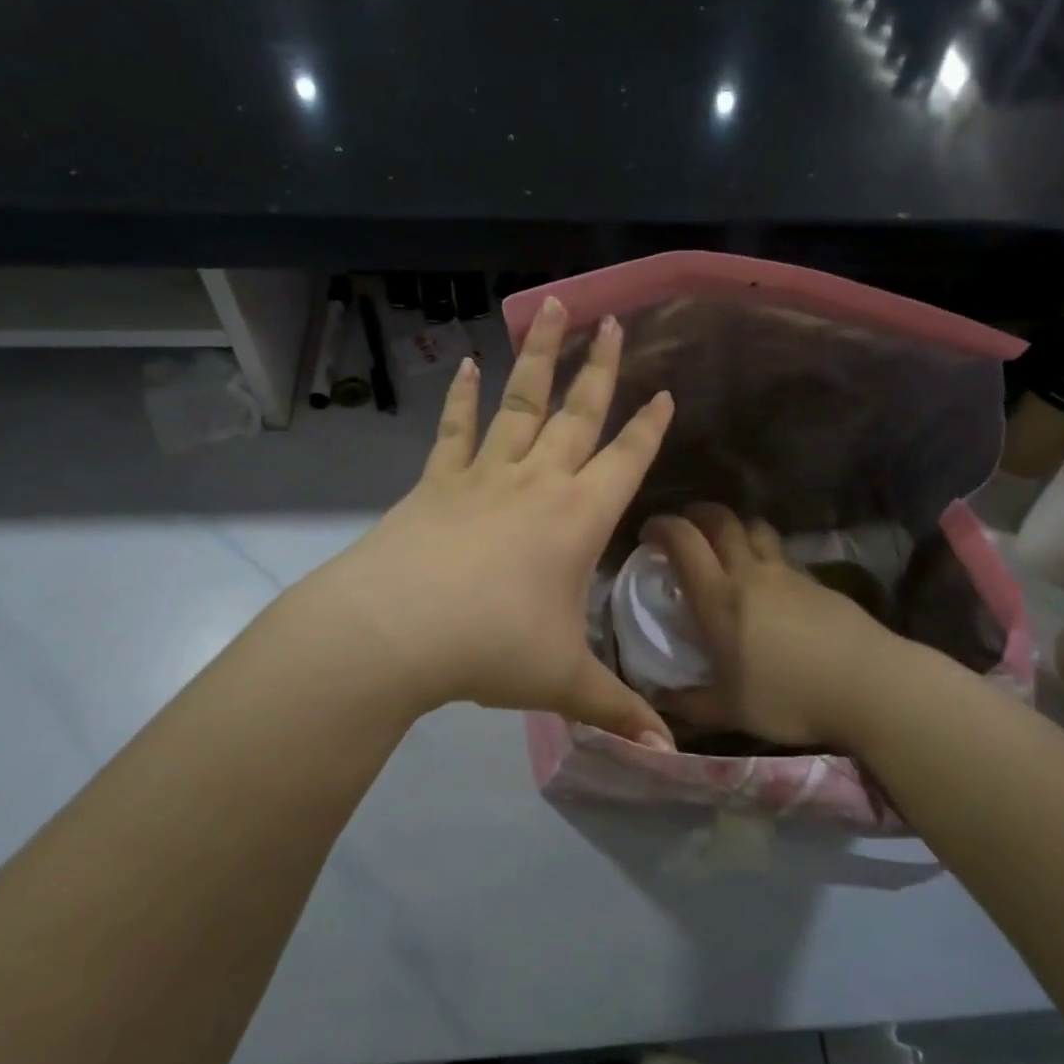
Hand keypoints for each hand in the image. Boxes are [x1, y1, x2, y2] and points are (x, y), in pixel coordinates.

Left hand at [296, 296, 676, 745]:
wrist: (395, 630)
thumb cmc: (490, 649)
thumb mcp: (562, 683)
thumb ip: (617, 710)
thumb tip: (669, 756)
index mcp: (577, 518)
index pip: (626, 460)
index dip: (648, 427)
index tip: (664, 391)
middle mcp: (537, 482)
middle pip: (577, 414)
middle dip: (600, 368)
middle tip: (614, 321)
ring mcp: (484, 475)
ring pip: (520, 403)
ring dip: (539, 356)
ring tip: (552, 307)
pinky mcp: (437, 481)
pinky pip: (455, 431)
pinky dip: (462, 399)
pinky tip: (465, 366)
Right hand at [643, 504, 907, 751]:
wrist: (868, 685)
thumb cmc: (789, 697)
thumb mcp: (730, 710)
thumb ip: (689, 703)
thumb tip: (658, 699)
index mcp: (719, 598)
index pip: (684, 542)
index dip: (661, 527)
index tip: (648, 533)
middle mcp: (750, 574)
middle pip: (721, 520)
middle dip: (697, 514)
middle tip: (685, 527)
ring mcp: (787, 573)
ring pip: (756, 528)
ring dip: (735, 526)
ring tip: (727, 544)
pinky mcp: (816, 581)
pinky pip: (782, 553)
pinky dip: (765, 552)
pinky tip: (768, 580)